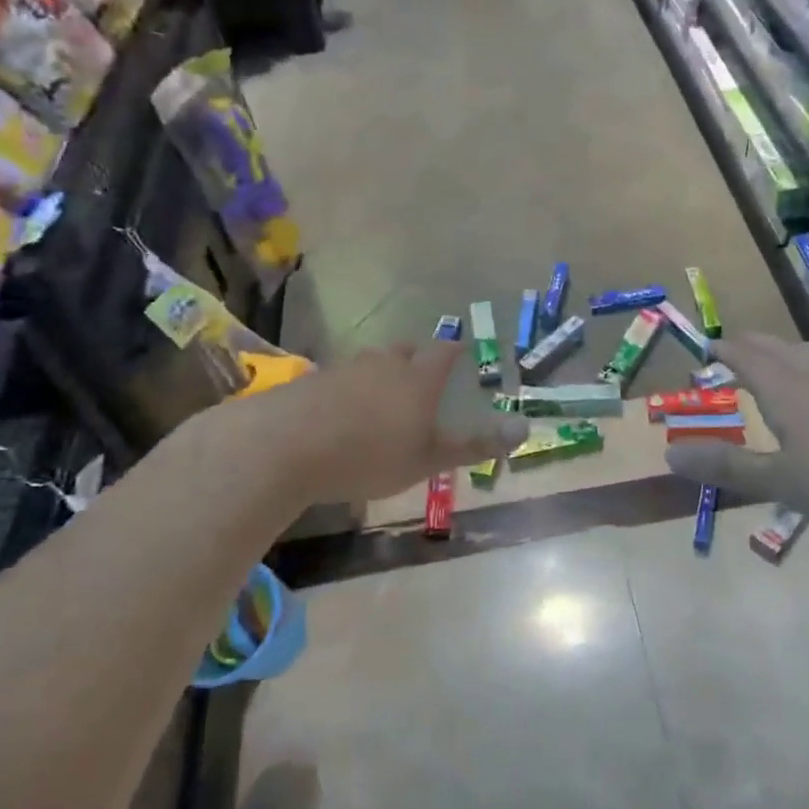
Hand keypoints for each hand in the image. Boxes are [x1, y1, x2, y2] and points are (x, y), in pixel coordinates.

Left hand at [187, 343, 526, 506]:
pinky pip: (342, 379)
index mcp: (417, 377)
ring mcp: (344, 369)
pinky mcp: (311, 382)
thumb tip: (526, 428)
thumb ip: (474, 443)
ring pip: (372, 363)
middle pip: (407, 351)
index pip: (444, 352)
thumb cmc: (369, 454)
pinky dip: (350, 391)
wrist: (282, 447)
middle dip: (418, 360)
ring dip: (382, 375)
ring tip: (383, 400)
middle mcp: (383, 363)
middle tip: (424, 379)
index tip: (462, 356)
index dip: (456, 353)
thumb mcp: (428, 458)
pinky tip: (342, 416)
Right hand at [662, 333, 808, 535]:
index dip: (725, 350)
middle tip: (736, 348)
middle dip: (751, 346)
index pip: (746, 356)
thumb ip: (726, 467)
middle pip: (777, 347)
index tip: (709, 348)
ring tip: (779, 359)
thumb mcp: (779, 480)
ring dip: (786, 352)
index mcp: (784, 386)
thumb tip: (669, 454)